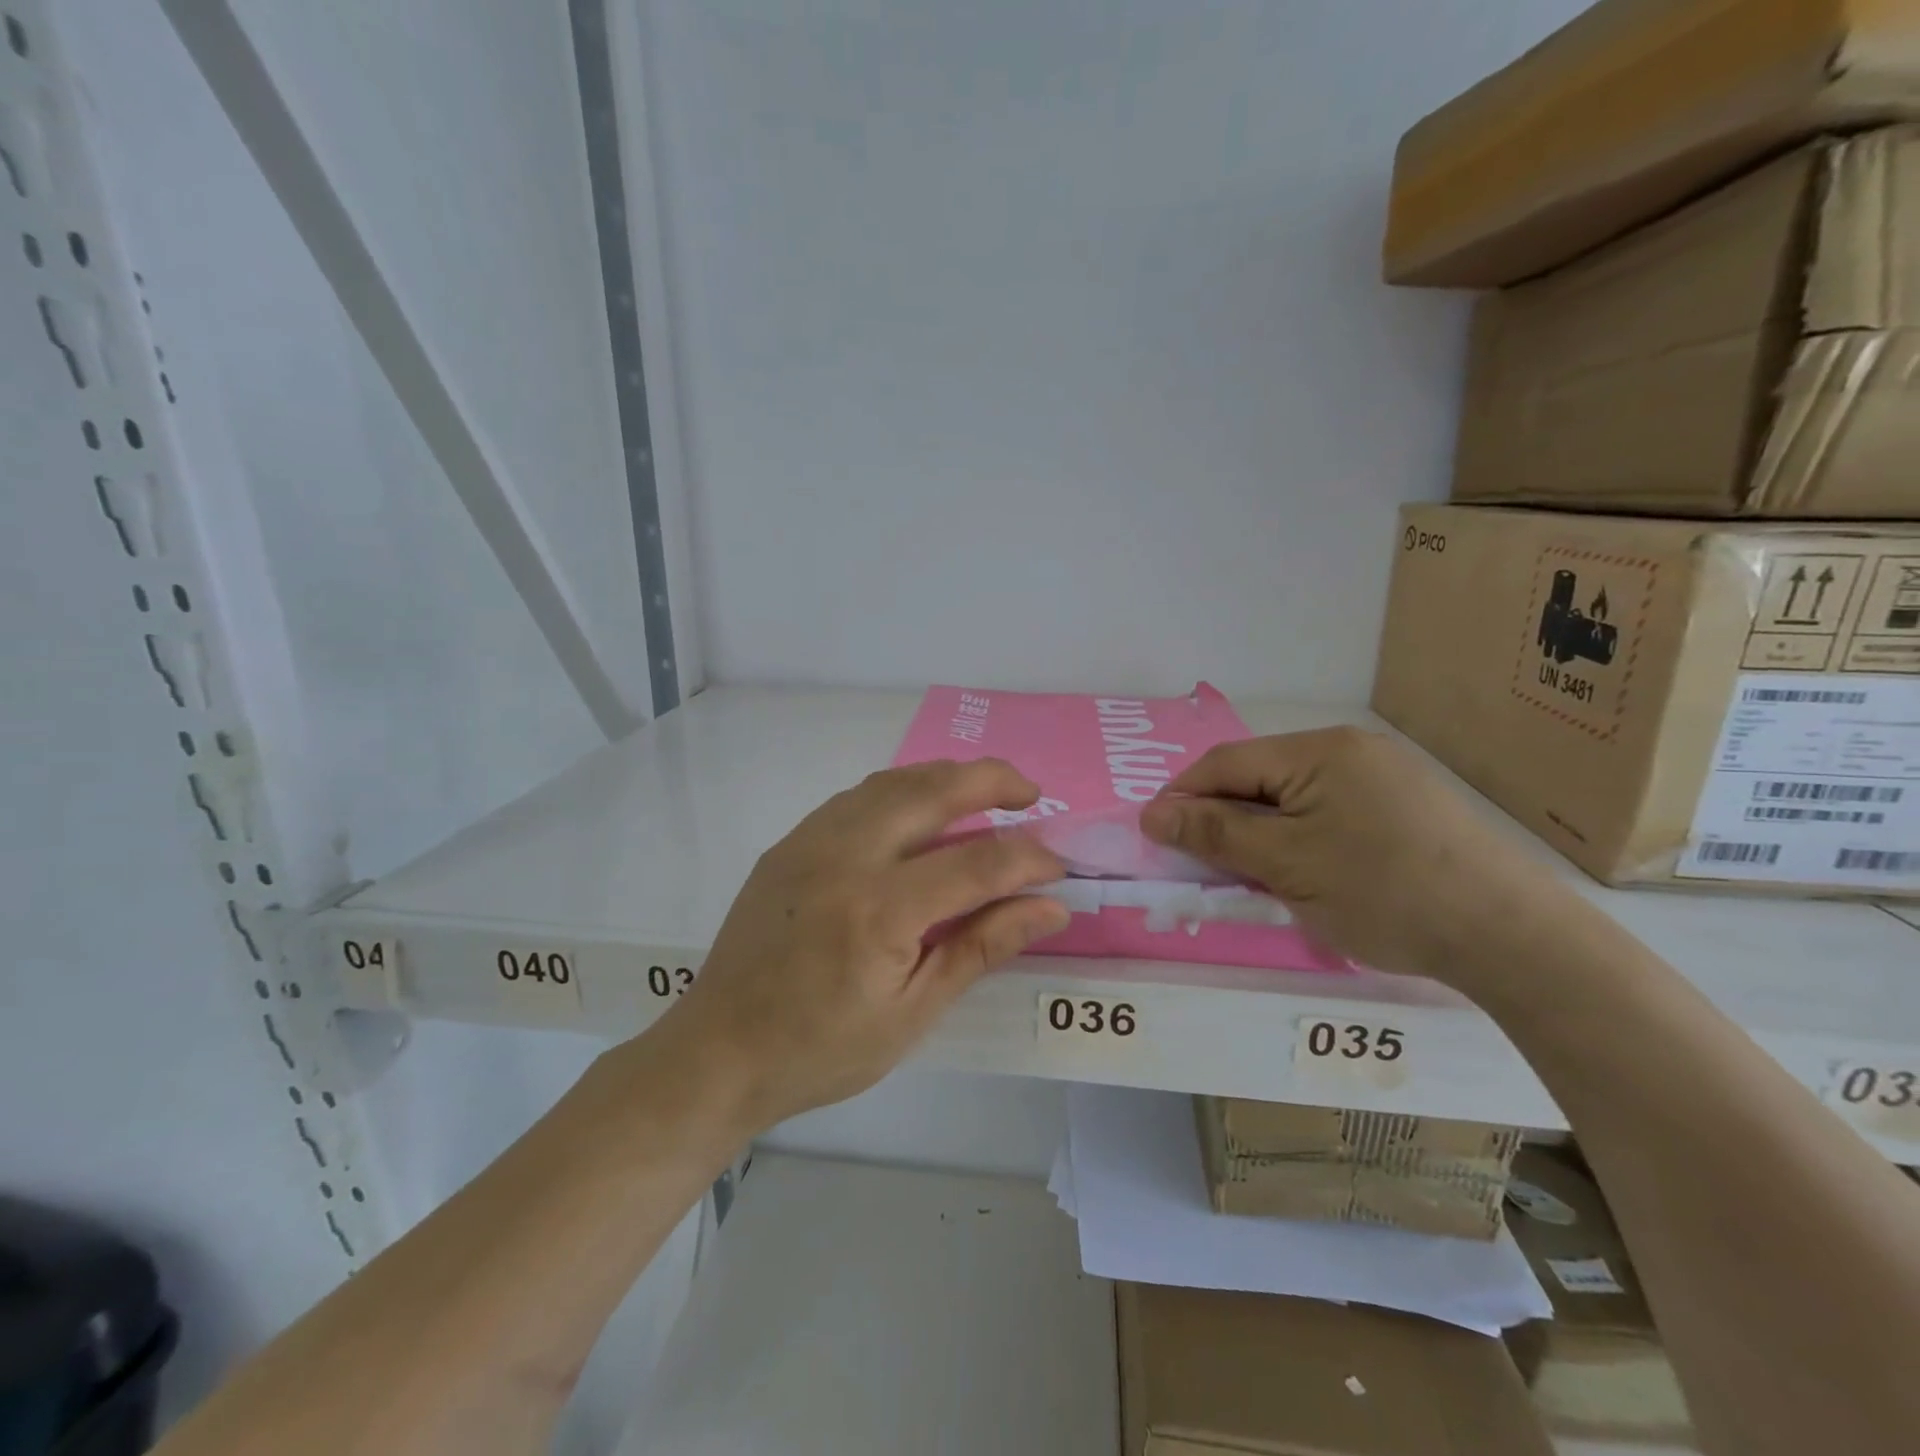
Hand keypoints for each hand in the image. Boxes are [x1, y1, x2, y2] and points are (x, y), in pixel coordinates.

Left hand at [659, 760, 1069, 1131]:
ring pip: (892, 782)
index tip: (1058, 870)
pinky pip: (857, 797)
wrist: (719, 1051)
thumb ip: (981, 947)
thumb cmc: (822, 1050)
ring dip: (945, 777)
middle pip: (932, 792)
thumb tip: (1049, 907)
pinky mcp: (789, 843)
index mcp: (880, 910)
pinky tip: (918, 810)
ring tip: (982, 791)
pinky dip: (901, 790)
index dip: (1028, 858)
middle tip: (1030, 793)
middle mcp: (845, 857)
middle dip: (991, 780)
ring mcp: (810, 842)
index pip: (978, 862)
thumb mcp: (912, 1013)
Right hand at [1139, 728, 1562, 985]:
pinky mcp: (1406, 805)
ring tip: (1248, 870)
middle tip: (1201, 862)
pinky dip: (1298, 834)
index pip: (1226, 763)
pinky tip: (1302, 867)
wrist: (1511, 936)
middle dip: (1223, 815)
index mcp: (1319, 751)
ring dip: (1260, 828)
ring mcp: (1383, 775)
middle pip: (1260, 776)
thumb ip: (1215, 834)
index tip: (1154, 836)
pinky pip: (1328, 809)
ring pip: (1293, 795)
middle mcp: (1350, 749)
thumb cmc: (1384, 893)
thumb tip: (1152, 814)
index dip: (1183, 797)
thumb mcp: (1286, 865)